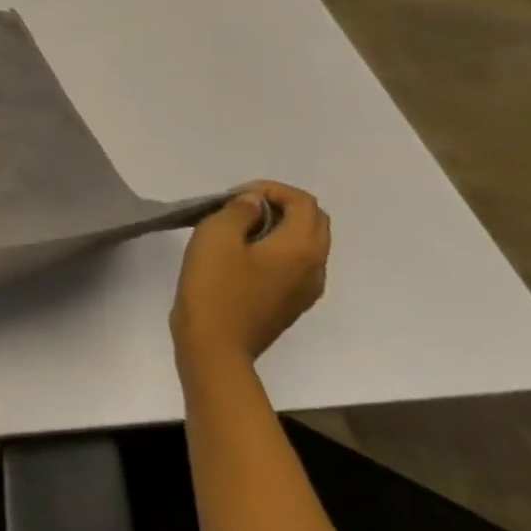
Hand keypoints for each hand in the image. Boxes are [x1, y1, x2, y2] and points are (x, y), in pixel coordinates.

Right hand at [171, 181, 330, 371]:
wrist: (216, 342)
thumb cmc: (215, 284)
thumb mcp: (216, 236)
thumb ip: (239, 211)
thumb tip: (254, 203)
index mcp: (301, 248)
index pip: (304, 203)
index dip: (272, 189)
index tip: (235, 196)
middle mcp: (316, 266)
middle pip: (315, 222)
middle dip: (282, 205)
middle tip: (240, 207)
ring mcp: (307, 288)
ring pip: (307, 244)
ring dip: (280, 227)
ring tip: (238, 229)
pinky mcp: (293, 302)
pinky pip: (296, 264)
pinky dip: (277, 248)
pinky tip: (243, 256)